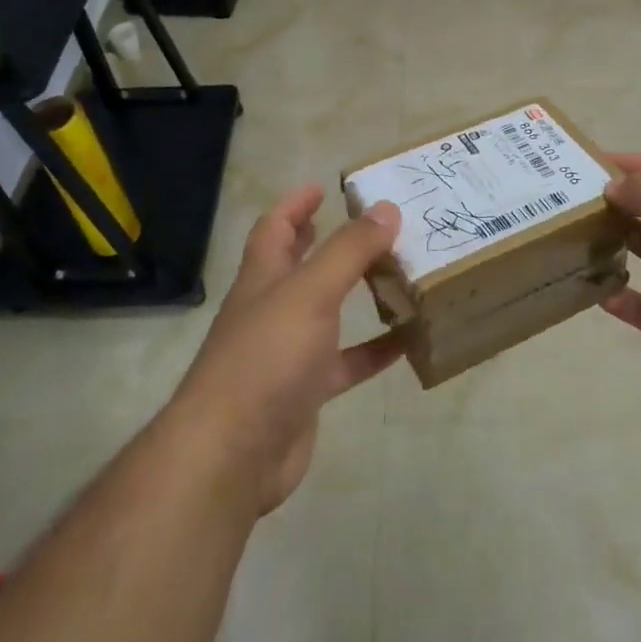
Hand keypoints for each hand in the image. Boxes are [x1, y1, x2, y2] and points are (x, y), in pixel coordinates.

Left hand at [167, 184, 402, 513]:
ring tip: (397, 273)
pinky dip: (374, 351)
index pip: (274, 228)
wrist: (232, 454)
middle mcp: (272, 310)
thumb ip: (349, 250)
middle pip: (298, 265)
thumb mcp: (311, 293)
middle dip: (325, 242)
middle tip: (368, 224)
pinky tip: (407, 341)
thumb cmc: (266, 358)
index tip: (322, 187)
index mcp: (263, 278)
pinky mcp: (305, 392)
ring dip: (356, 293)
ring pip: (327, 312)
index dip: (295, 204)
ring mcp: (287, 353)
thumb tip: (386, 208)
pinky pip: (346, 363)